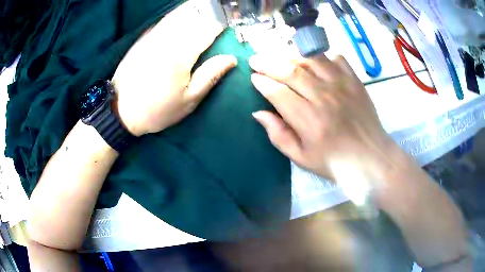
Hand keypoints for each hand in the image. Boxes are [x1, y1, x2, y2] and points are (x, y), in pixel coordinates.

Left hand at [112, 2, 236, 135]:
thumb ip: (210, 76)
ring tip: (209, 8)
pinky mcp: (144, 37)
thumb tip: (230, 59)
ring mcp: (154, 35)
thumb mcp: (188, 100)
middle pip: (194, 15)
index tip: (234, 20)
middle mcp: (168, 38)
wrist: (120, 110)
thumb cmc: (157, 109)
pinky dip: (179, 13)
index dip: (223, 22)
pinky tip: (187, 13)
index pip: (209, 29)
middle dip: (211, 10)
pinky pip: (166, 19)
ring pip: (179, 13)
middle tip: (223, 10)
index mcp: (182, 54)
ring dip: (196, 8)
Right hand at [249, 54, 397, 184]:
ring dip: (291, 55)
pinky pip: (336, 58)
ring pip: (311, 59)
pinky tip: (315, 61)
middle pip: (290, 71)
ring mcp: (341, 85)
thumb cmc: (334, 161)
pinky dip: (323, 56)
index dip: (262, 82)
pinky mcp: (354, 80)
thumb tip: (258, 113)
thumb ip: (279, 135)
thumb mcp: (301, 158)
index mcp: (308, 119)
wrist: (370, 157)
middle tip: (256, 59)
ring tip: (280, 57)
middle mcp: (323, 96)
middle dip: (268, 63)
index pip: (277, 92)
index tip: (254, 77)